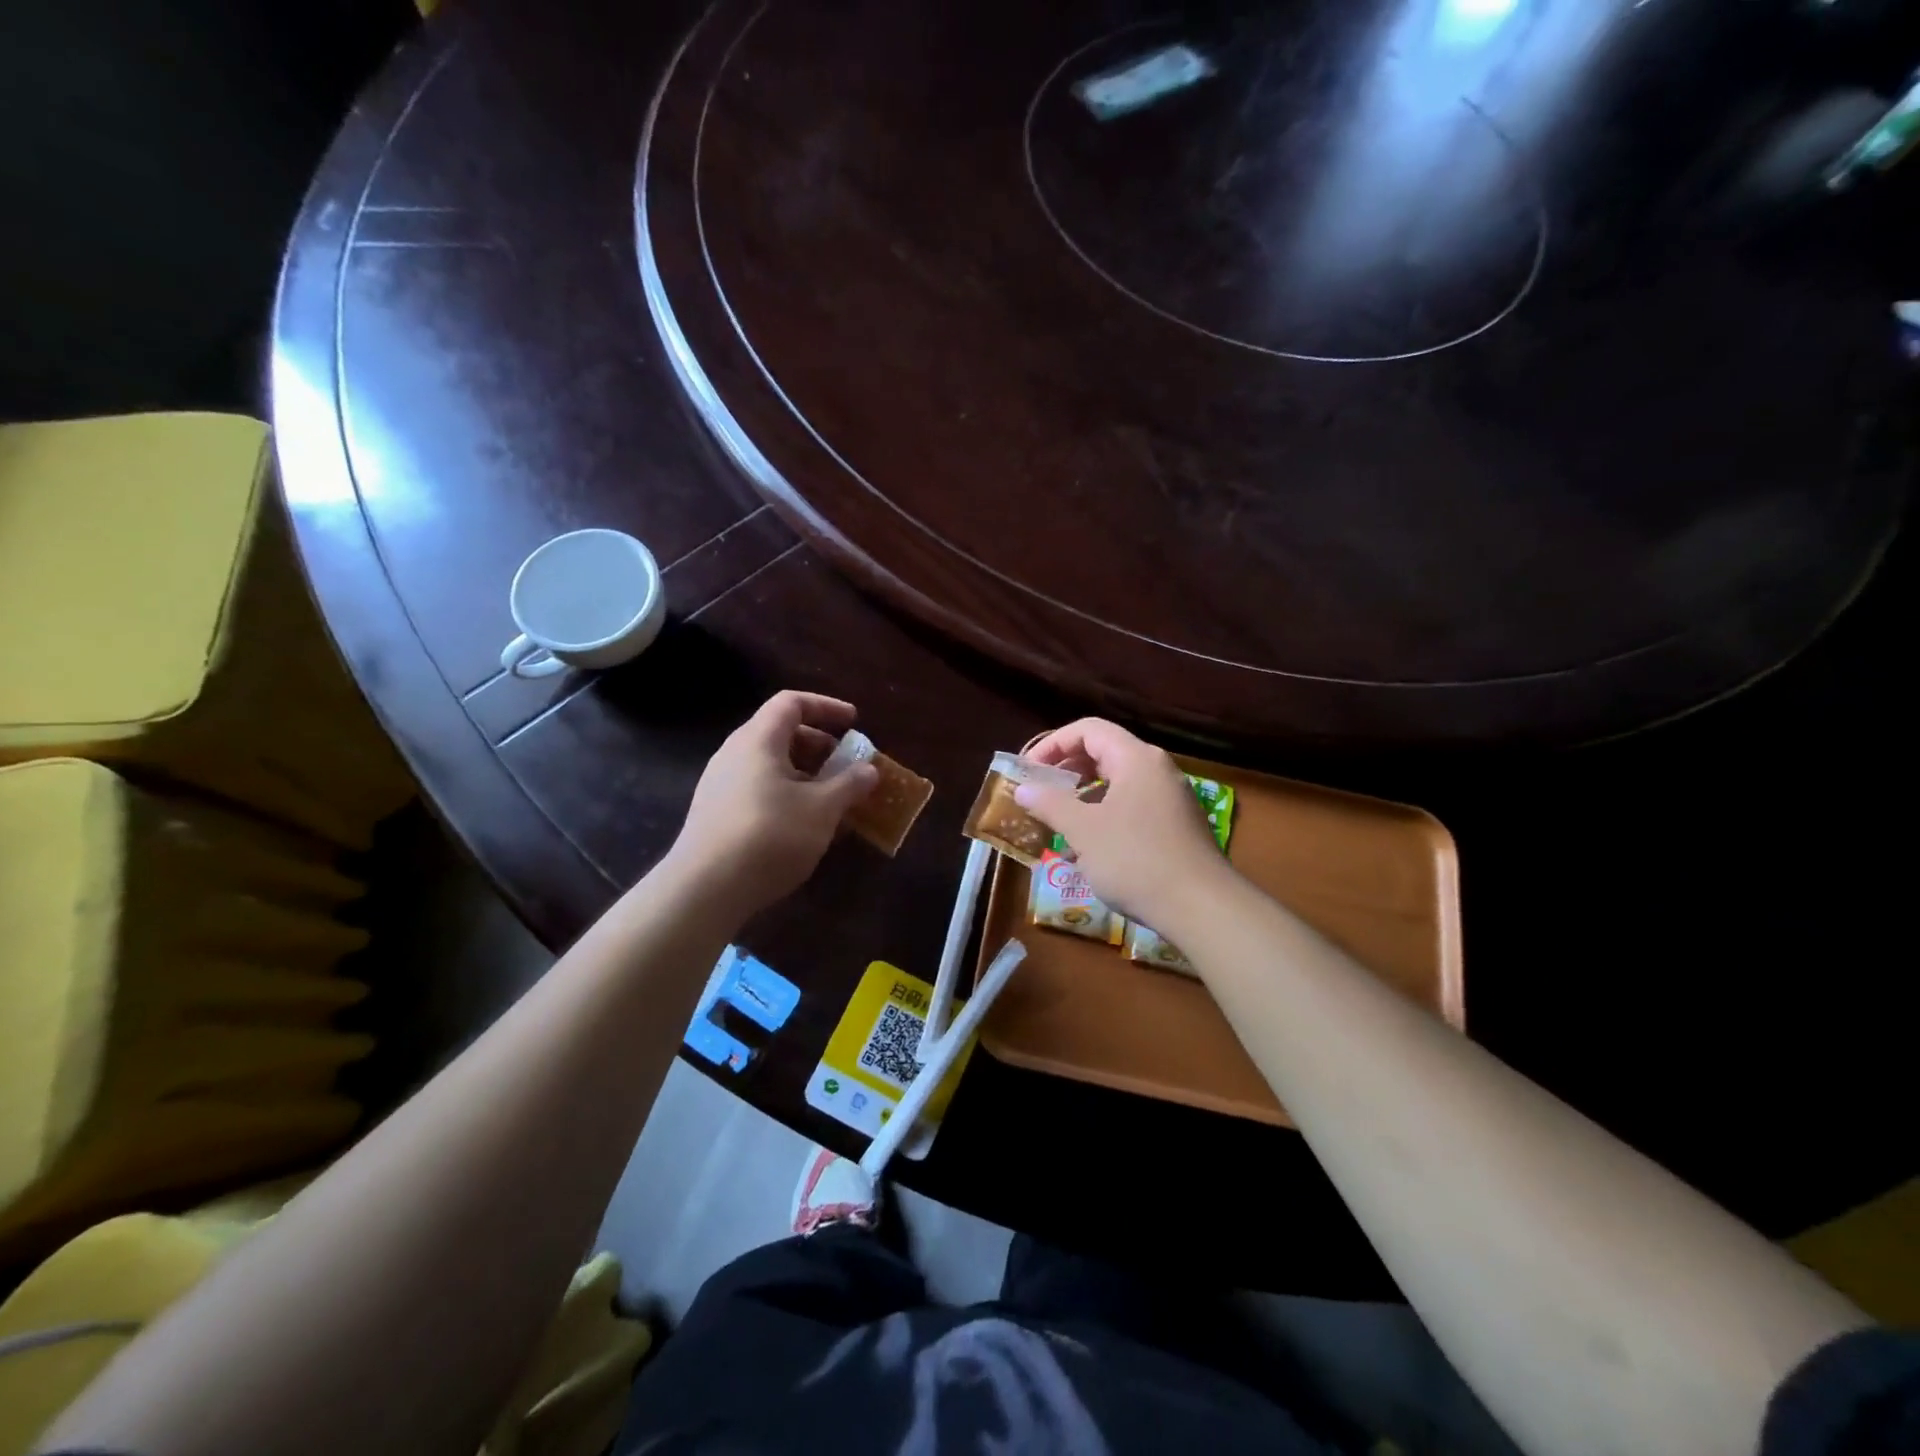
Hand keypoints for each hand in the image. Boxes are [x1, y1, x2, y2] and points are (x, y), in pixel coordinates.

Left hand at [665, 691, 878, 921]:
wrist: (705, 889)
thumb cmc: (770, 834)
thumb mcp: (822, 809)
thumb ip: (849, 784)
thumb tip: (869, 770)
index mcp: (758, 740)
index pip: (792, 703)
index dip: (826, 707)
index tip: (854, 723)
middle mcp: (734, 754)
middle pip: (781, 734)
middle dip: (820, 747)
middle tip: (847, 767)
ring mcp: (721, 785)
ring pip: (770, 766)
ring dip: (806, 776)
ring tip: (832, 801)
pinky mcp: (716, 814)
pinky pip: (759, 790)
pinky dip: (787, 796)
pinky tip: (804, 827)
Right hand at [1015, 718, 1229, 925]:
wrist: (1201, 908)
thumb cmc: (1135, 859)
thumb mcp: (1083, 830)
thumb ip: (1050, 804)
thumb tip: (1023, 788)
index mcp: (1136, 758)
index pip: (1089, 730)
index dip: (1053, 744)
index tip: (1029, 771)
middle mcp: (1157, 769)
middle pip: (1105, 752)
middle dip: (1067, 770)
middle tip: (1041, 793)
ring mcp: (1171, 798)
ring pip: (1118, 783)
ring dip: (1084, 797)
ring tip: (1059, 823)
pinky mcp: (1177, 826)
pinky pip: (1133, 807)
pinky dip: (1105, 816)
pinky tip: (1089, 849)